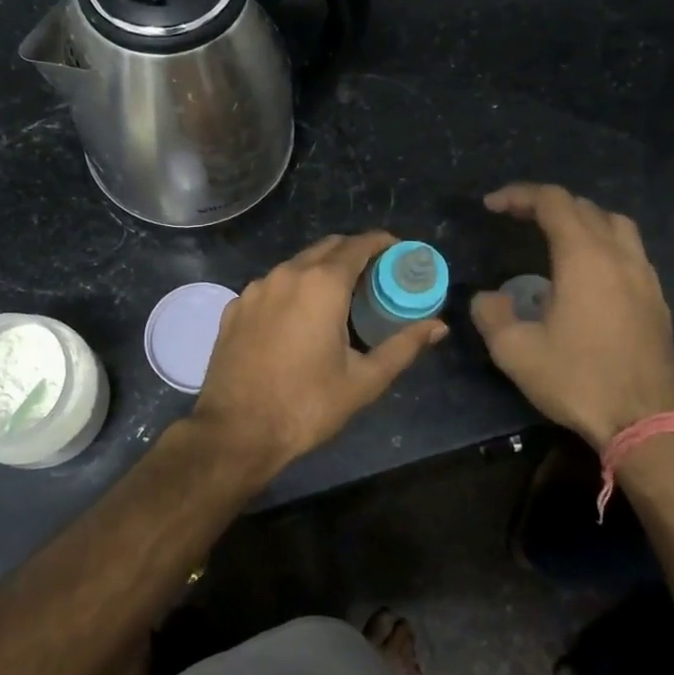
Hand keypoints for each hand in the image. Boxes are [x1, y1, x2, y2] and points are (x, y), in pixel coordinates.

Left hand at [193, 232, 447, 469]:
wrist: (236, 431)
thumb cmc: (306, 404)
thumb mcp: (364, 380)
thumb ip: (403, 346)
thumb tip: (438, 326)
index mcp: (322, 284)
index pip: (358, 244)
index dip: (382, 243)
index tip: (399, 252)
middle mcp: (286, 274)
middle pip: (327, 247)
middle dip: (354, 253)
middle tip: (375, 276)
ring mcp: (255, 289)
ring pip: (296, 264)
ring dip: (321, 270)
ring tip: (339, 297)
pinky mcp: (235, 307)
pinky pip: (271, 286)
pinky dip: (292, 290)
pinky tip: (298, 318)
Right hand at [469, 184, 673, 451]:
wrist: (646, 422)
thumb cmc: (578, 380)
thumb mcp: (516, 352)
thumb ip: (491, 315)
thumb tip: (487, 298)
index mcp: (584, 257)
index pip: (552, 201)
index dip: (518, 195)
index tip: (492, 206)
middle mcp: (619, 255)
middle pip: (584, 207)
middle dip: (546, 204)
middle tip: (516, 218)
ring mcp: (644, 276)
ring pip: (615, 224)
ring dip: (581, 220)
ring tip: (555, 237)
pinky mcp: (657, 299)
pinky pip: (629, 252)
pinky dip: (603, 245)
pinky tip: (588, 275)